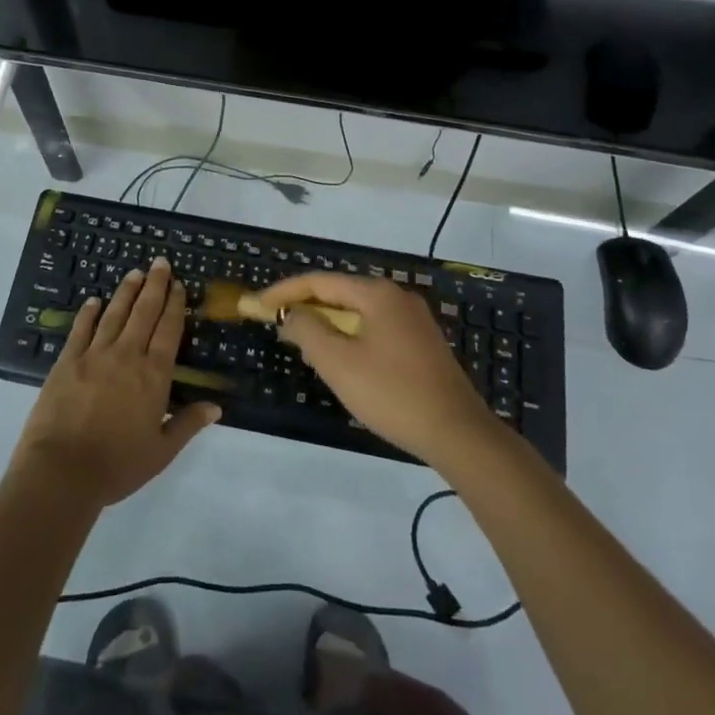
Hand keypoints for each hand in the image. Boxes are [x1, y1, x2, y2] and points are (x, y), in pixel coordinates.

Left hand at [9, 259, 221, 508]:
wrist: (62, 471)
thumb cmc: (118, 464)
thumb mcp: (162, 450)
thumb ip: (188, 424)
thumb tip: (216, 406)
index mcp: (153, 375)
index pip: (168, 330)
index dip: (175, 305)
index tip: (179, 285)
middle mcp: (127, 355)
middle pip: (144, 312)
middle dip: (154, 285)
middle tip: (160, 262)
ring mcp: (94, 355)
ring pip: (114, 314)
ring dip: (126, 291)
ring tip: (134, 273)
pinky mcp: (66, 361)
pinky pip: (81, 329)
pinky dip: (88, 312)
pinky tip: (94, 300)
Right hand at [257, 272, 495, 467]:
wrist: (457, 432)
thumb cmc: (392, 393)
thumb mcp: (339, 363)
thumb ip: (308, 331)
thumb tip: (291, 314)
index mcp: (377, 294)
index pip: (320, 281)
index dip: (285, 291)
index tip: (258, 305)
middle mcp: (397, 296)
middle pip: (340, 293)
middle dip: (306, 307)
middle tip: (277, 324)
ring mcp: (413, 320)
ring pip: (358, 312)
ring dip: (328, 324)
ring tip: (303, 343)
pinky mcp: (422, 343)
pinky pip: (375, 328)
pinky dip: (350, 336)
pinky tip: (341, 359)